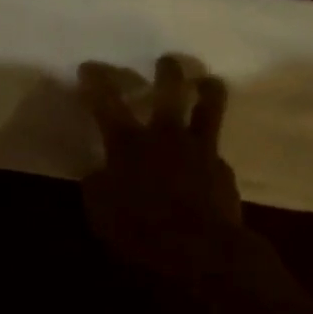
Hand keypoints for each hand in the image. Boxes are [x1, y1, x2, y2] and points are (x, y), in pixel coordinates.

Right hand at [79, 56, 264, 286]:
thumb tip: (99, 172)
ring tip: (210, 81)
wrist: (202, 253)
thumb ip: (98, 184)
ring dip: (208, 91)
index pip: (106, 102)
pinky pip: (216, 154)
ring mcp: (200, 151)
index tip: (88, 67)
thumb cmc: (140, 230)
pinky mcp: (224, 172)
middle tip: (166, 60)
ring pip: (208, 110)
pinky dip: (210, 153)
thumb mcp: (100, 210)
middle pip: (169, 92)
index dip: (96, 82)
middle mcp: (166, 137)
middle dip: (167, 72)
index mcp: (128, 143)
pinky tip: (209, 161)